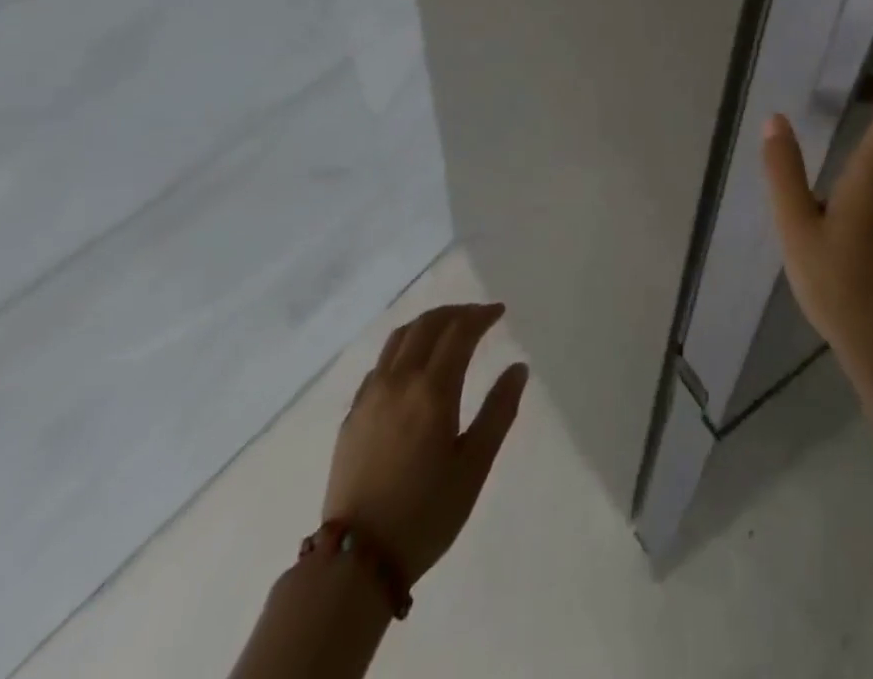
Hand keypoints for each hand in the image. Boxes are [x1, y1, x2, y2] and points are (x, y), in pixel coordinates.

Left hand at [324, 303, 528, 583]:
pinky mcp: (353, 413)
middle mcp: (399, 380)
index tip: (499, 312)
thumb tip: (518, 368)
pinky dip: (403, 347)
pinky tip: (411, 364)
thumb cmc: (425, 514)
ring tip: (447, 328)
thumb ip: (498, 412)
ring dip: (427, 323)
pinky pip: (381, 362)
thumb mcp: (473, 467)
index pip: (459, 332)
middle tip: (478, 316)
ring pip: (400, 337)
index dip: (480, 316)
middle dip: (456, 313)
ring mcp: (371, 394)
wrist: (356, 560)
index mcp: (432, 390)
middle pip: (428, 324)